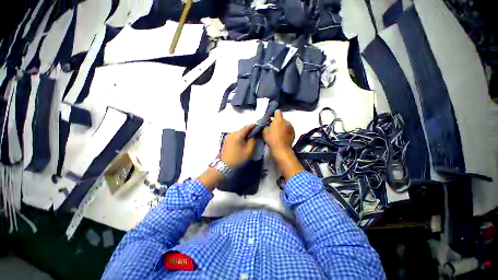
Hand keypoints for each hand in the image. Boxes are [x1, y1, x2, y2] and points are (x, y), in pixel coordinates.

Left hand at [220, 124, 256, 167]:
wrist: (224, 166)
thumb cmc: (237, 158)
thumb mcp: (248, 151)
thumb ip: (253, 141)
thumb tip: (255, 135)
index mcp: (237, 135)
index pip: (247, 127)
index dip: (254, 126)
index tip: (259, 126)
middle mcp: (231, 133)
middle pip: (242, 129)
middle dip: (250, 131)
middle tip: (256, 133)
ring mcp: (228, 137)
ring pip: (239, 133)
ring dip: (245, 134)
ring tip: (251, 138)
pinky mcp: (226, 141)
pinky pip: (235, 136)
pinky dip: (241, 137)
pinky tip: (244, 141)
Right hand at [263, 110, 294, 154]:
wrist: (281, 149)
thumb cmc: (272, 139)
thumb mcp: (264, 132)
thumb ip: (266, 125)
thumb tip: (267, 124)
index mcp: (279, 120)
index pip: (277, 112)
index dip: (274, 114)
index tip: (271, 119)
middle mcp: (286, 121)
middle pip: (281, 119)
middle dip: (278, 122)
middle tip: (273, 128)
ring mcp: (291, 127)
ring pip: (285, 124)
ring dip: (282, 126)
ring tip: (278, 133)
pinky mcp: (294, 133)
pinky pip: (289, 129)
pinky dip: (286, 131)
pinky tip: (283, 137)